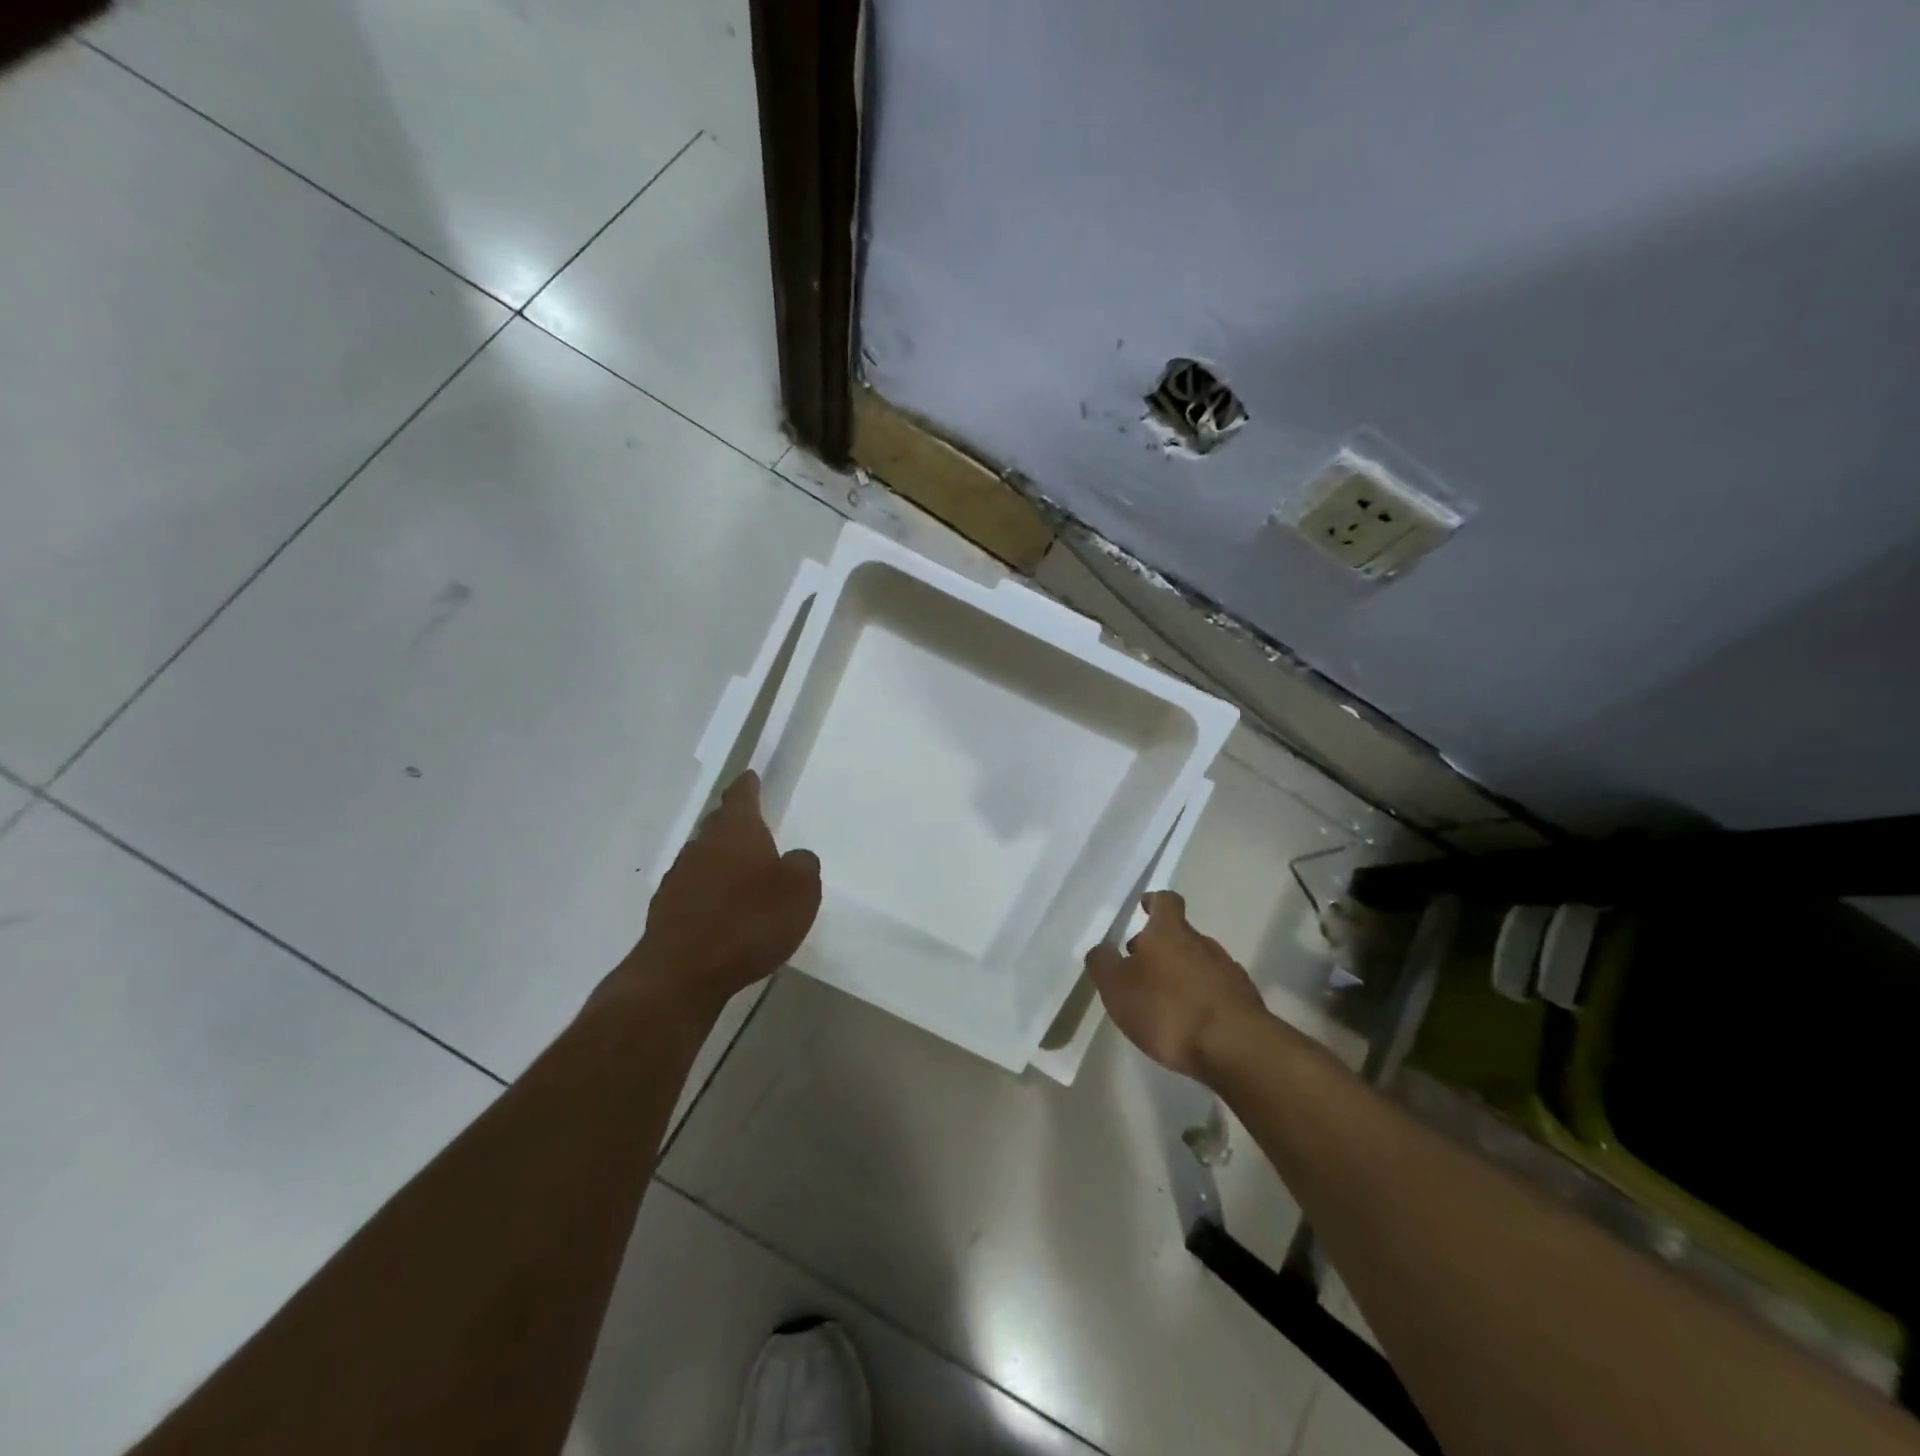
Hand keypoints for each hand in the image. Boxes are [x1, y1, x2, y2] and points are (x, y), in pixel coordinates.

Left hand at [604, 772, 821, 1020]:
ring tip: (742, 876)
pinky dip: (708, 894)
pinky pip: (693, 891)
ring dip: (721, 862)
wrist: (682, 973)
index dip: (748, 786)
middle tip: (754, 829)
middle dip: (735, 825)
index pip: (741, 796)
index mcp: (736, 831)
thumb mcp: (800, 890)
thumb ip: (803, 866)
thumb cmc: (749, 921)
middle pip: (719, 826)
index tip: (750, 776)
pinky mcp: (666, 911)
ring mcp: (678, 878)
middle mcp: (702, 846)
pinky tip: (722, 913)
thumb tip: (795, 858)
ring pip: (704, 858)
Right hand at [1085, 891, 1266, 1082]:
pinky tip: (1192, 1022)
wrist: (1235, 1047)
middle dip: (1161, 947)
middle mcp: (1202, 943)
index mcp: (1169, 932)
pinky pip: (1217, 990)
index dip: (1154, 902)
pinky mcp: (1245, 1001)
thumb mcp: (1117, 987)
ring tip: (1164, 1001)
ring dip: (1182, 974)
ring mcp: (1228, 971)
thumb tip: (1102, 948)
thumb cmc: (1168, 1009)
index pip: (1165, 902)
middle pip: (1181, 935)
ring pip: (1199, 963)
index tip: (1144, 906)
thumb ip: (1103, 964)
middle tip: (1140, 967)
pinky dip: (1202, 998)